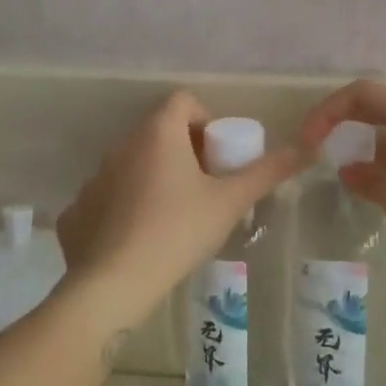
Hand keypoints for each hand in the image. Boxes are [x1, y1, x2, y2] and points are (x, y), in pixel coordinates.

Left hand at [57, 92, 302, 328]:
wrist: (114, 283)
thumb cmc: (178, 230)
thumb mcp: (230, 201)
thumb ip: (267, 172)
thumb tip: (307, 148)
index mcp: (158, 133)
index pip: (183, 101)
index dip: (206, 120)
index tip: (219, 156)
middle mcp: (122, 145)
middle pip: (159, 131)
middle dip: (185, 151)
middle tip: (205, 188)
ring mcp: (95, 177)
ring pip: (134, 163)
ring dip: (156, 177)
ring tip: (175, 216)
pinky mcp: (78, 210)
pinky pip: (110, 195)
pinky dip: (128, 205)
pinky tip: (141, 238)